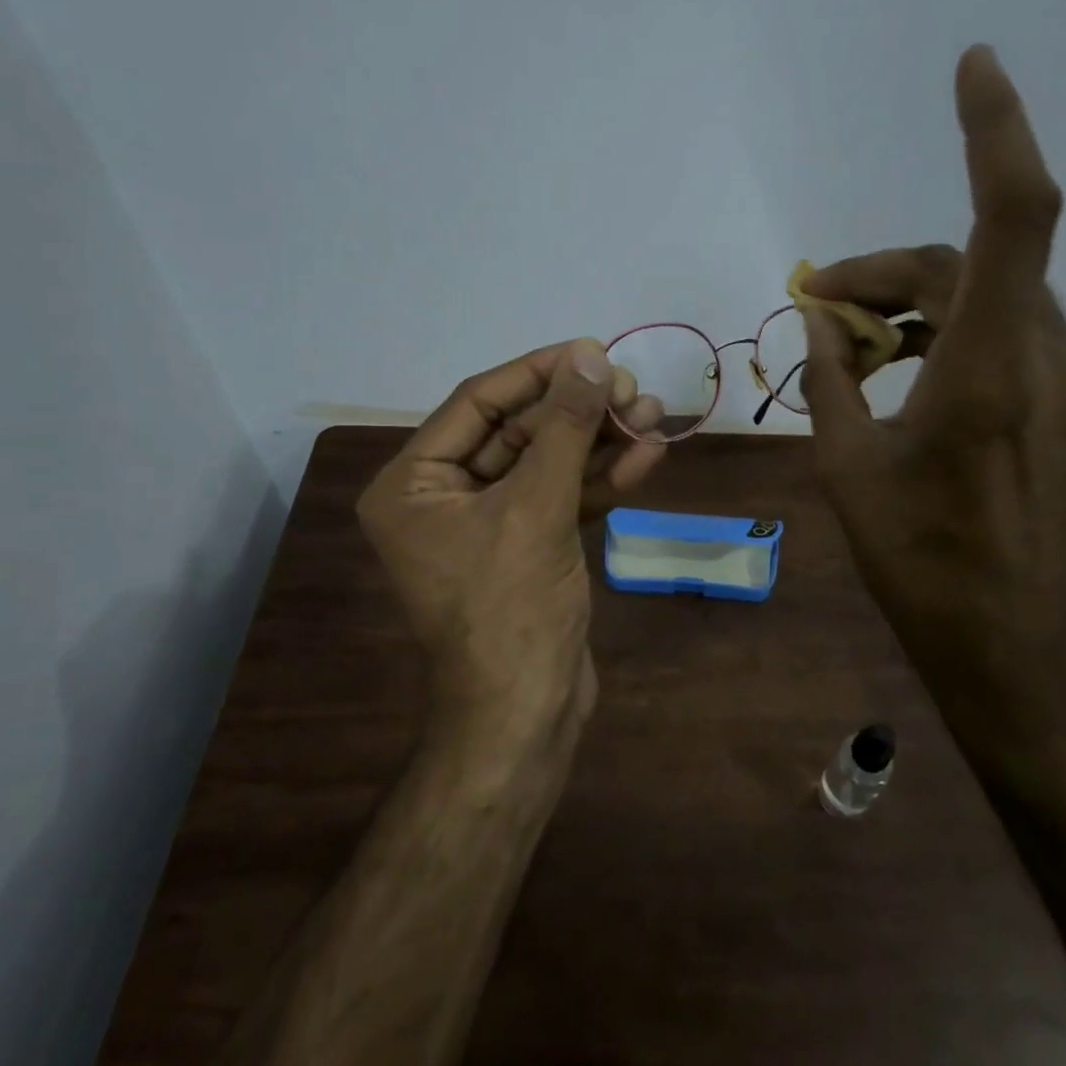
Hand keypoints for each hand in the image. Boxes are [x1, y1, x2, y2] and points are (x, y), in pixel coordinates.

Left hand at [357, 340, 666, 735]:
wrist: (527, 715)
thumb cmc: (511, 609)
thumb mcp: (536, 508)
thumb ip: (564, 428)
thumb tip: (589, 356)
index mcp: (412, 485)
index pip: (477, 404)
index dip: (536, 373)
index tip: (591, 350)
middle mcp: (442, 498)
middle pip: (517, 432)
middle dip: (578, 411)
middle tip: (632, 388)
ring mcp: (489, 526)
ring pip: (547, 465)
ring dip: (599, 441)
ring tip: (653, 414)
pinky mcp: (528, 548)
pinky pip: (562, 499)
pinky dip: (601, 480)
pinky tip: (647, 456)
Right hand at [799, 47, 1065, 658]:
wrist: (1016, 647)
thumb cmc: (921, 565)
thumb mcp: (848, 470)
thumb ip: (831, 384)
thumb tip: (819, 325)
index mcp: (989, 370)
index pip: (1011, 219)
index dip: (996, 132)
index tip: (972, 66)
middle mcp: (1046, 361)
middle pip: (972, 267)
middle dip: (889, 270)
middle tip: (818, 302)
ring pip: (994, 303)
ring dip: (918, 306)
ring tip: (852, 345)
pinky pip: (1009, 342)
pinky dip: (951, 338)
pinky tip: (906, 378)